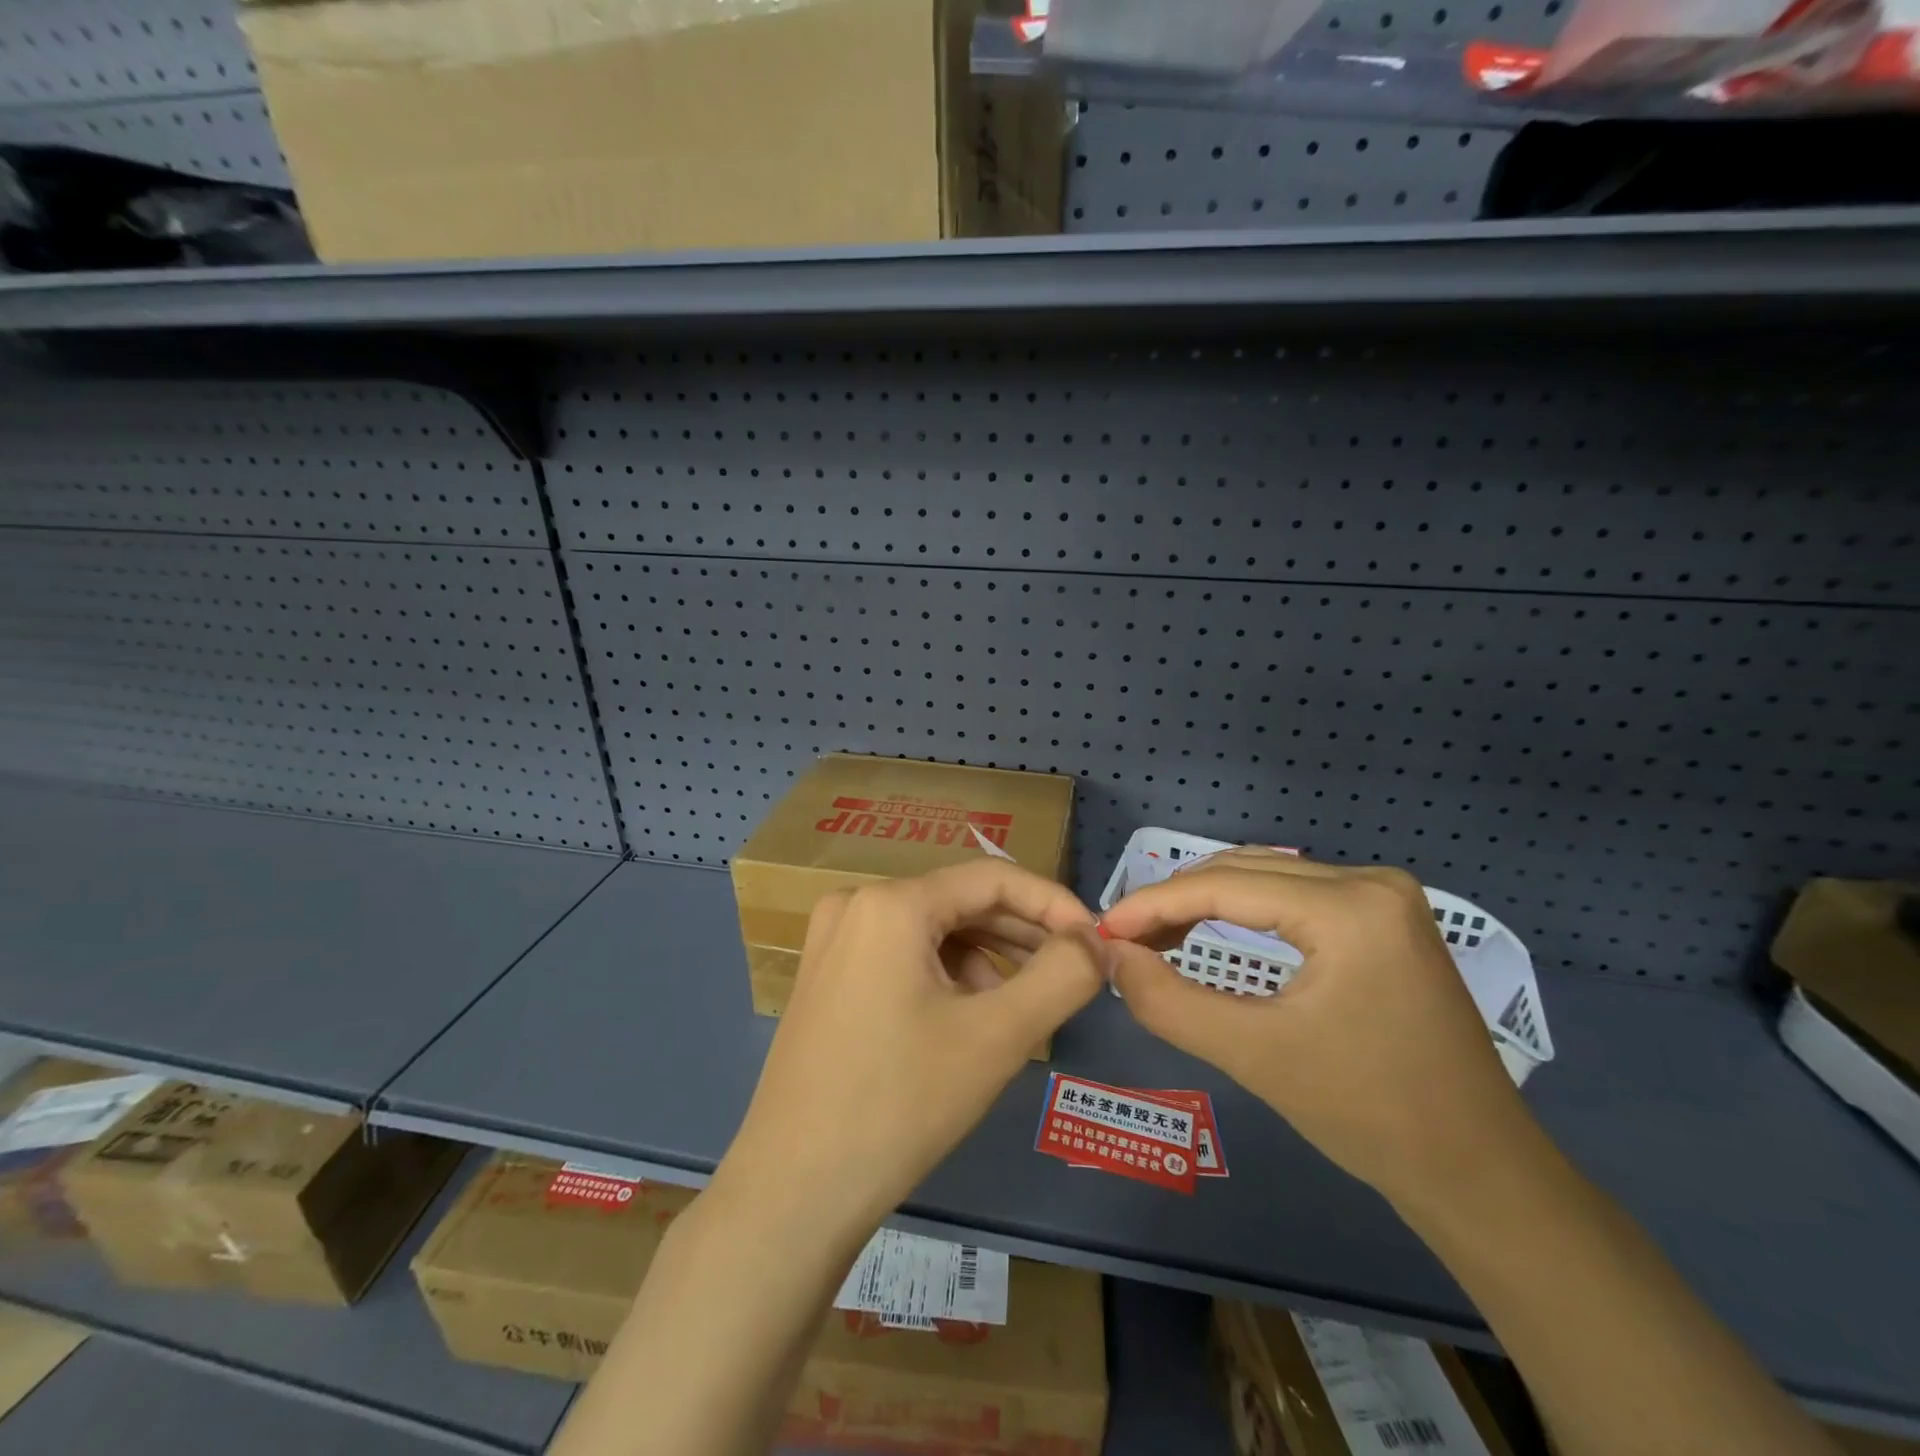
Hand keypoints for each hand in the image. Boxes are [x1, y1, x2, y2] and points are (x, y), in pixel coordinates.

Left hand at [713, 860, 1109, 1243]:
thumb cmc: (900, 1104)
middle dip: (1022, 935)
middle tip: (1072, 975)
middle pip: (961, 902)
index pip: (993, 878)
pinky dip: (947, 975)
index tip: (1096, 942)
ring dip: (987, 958)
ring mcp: (834, 940)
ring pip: (934, 930)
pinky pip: (903, 954)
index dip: (1053, 904)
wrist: (794, 1192)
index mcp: (891, 902)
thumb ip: (1062, 976)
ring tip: (1023, 1006)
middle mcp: (856, 903)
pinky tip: (969, 1018)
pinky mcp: (827, 975)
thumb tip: (1097, 940)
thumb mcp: (997, 1037)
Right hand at [1100, 850, 1538, 1210]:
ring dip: (1205, 903)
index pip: (1224, 886)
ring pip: (1266, 879)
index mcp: (1350, 907)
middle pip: (1243, 872)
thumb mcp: (1255, 1055)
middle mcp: (1370, 881)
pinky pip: (1294, 897)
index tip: (1102, 929)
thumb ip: (1168, 1001)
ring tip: (1155, 937)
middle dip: (1175, 902)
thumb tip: (1110, 956)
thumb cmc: (1368, 1115)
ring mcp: (1384, 896)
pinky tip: (1210, 933)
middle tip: (1123, 939)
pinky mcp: (1385, 918)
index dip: (1153, 904)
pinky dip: (1243, 912)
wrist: (1479, 1172)